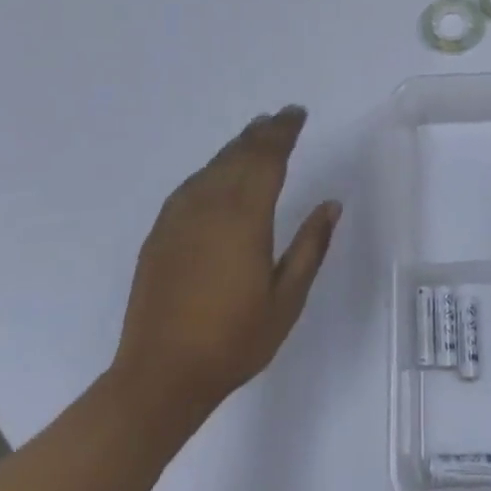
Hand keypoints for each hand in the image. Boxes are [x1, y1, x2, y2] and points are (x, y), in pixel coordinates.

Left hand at [113, 107, 340, 418]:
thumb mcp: (286, 300)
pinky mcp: (161, 231)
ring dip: (237, 146)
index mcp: (245, 217)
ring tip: (255, 135)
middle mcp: (210, 205)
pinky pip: (192, 184)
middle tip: (282, 118)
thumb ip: (310, 247)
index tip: (297, 115)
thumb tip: (331, 205)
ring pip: (213, 165)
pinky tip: (218, 173)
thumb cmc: (233, 341)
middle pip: (239, 154)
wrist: (159, 375)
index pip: (267, 158)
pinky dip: (212, 168)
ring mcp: (180, 216)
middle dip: (263, 132)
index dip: (283, 132)